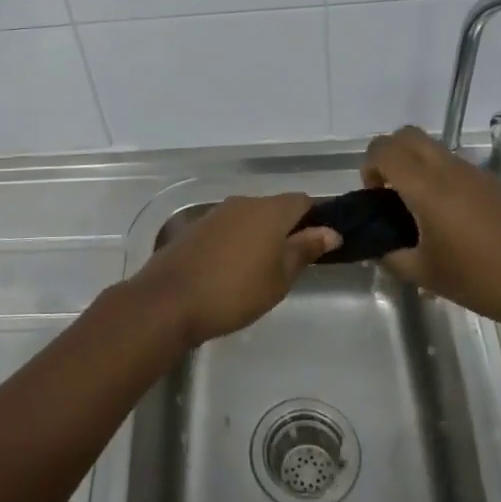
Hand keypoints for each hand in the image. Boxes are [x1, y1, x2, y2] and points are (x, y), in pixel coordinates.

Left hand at [131, 194, 340, 346]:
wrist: (169, 300)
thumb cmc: (235, 292)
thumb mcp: (279, 277)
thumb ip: (304, 249)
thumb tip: (331, 231)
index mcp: (269, 210)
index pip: (303, 201)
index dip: (316, 219)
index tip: (321, 245)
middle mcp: (243, 202)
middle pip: (275, 207)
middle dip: (288, 229)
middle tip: (294, 264)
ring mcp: (217, 213)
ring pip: (250, 217)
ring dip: (261, 235)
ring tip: (264, 270)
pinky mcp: (197, 227)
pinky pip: (229, 227)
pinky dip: (238, 241)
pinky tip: (234, 269)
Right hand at [362, 126, 500, 335]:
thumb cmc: (484, 280)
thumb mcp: (426, 275)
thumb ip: (392, 256)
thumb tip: (378, 246)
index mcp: (427, 186)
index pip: (384, 149)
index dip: (369, 168)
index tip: (376, 200)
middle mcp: (449, 169)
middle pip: (407, 135)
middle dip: (389, 156)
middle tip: (391, 194)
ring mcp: (476, 173)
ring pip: (433, 148)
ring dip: (416, 166)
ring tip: (419, 212)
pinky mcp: (495, 184)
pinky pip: (455, 166)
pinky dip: (440, 178)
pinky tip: (451, 221)